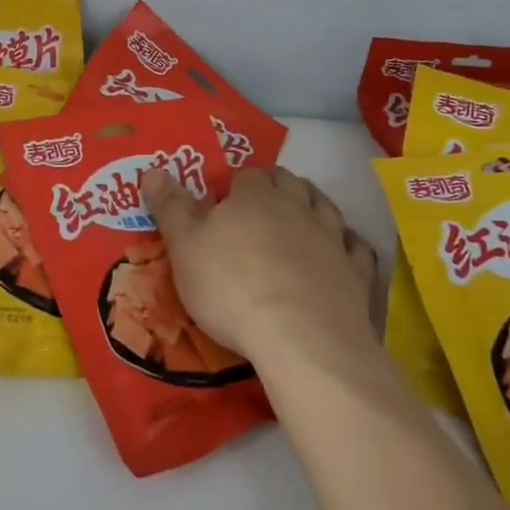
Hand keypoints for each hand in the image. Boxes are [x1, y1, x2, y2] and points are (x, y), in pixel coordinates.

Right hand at [143, 164, 382, 374]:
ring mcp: (333, 239)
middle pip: (289, 182)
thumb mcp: (184, 247)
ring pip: (325, 207)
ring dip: (312, 205)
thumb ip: (170, 207)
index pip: (247, 176)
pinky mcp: (357, 273)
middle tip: (259, 205)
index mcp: (255, 197)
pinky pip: (356, 246)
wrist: (302, 339)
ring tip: (299, 218)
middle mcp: (298, 207)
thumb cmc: (231, 287)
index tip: (222, 202)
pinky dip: (347, 243)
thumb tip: (152, 169)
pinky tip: (341, 250)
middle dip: (275, 186)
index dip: (235, 185)